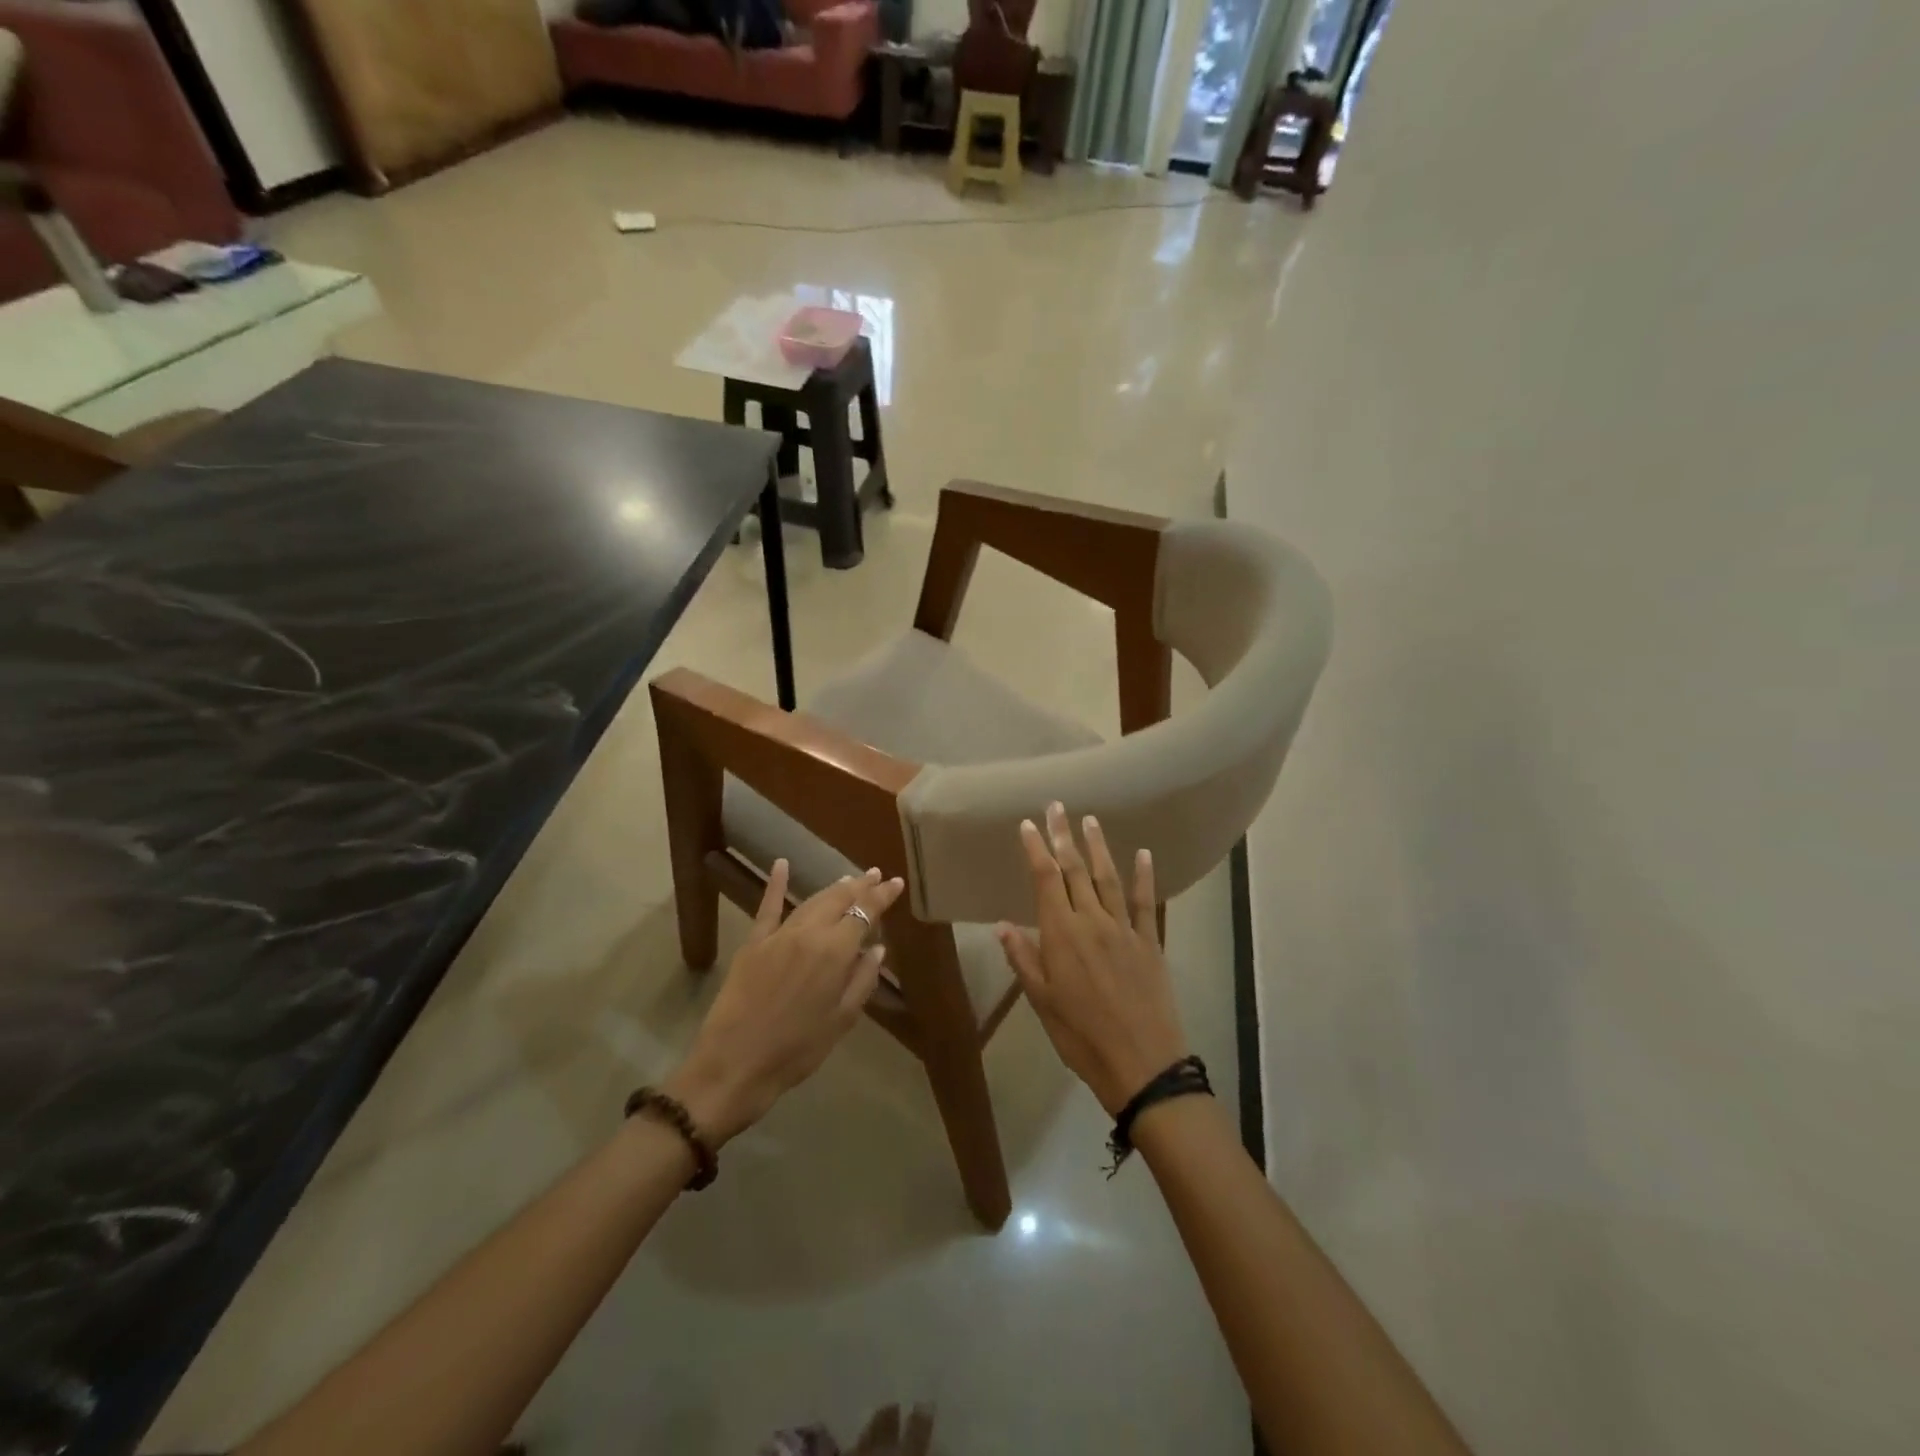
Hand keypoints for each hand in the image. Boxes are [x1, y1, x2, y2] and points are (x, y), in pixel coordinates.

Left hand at [665, 861, 902, 1143]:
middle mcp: (809, 933)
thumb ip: (862, 980)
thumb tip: (877, 948)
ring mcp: (778, 935)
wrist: (735, 1065)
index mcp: (835, 952)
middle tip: (876, 875)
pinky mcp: (753, 943)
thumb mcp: (841, 1021)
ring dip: (833, 888)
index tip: (896, 883)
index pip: (865, 913)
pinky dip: (774, 884)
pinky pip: (767, 907)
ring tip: (849, 879)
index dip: (882, 896)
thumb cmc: (796, 1051)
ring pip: (811, 901)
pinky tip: (781, 864)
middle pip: (839, 899)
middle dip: (861, 886)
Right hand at [995, 803, 1189, 1116]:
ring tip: (1090, 821)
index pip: (1045, 879)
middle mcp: (1092, 921)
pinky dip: (1143, 876)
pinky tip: (1143, 854)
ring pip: (1108, 878)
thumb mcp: (1042, 1002)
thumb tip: (1002, 925)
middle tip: (1057, 807)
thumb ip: (1024, 959)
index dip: (1036, 849)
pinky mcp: (1149, 941)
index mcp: (1061, 934)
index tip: (1028, 824)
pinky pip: (1144, 902)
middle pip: (1075, 870)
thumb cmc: (1081, 1036)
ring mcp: (1123, 929)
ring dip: (1098, 847)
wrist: (1141, 1063)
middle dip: (1063, 836)